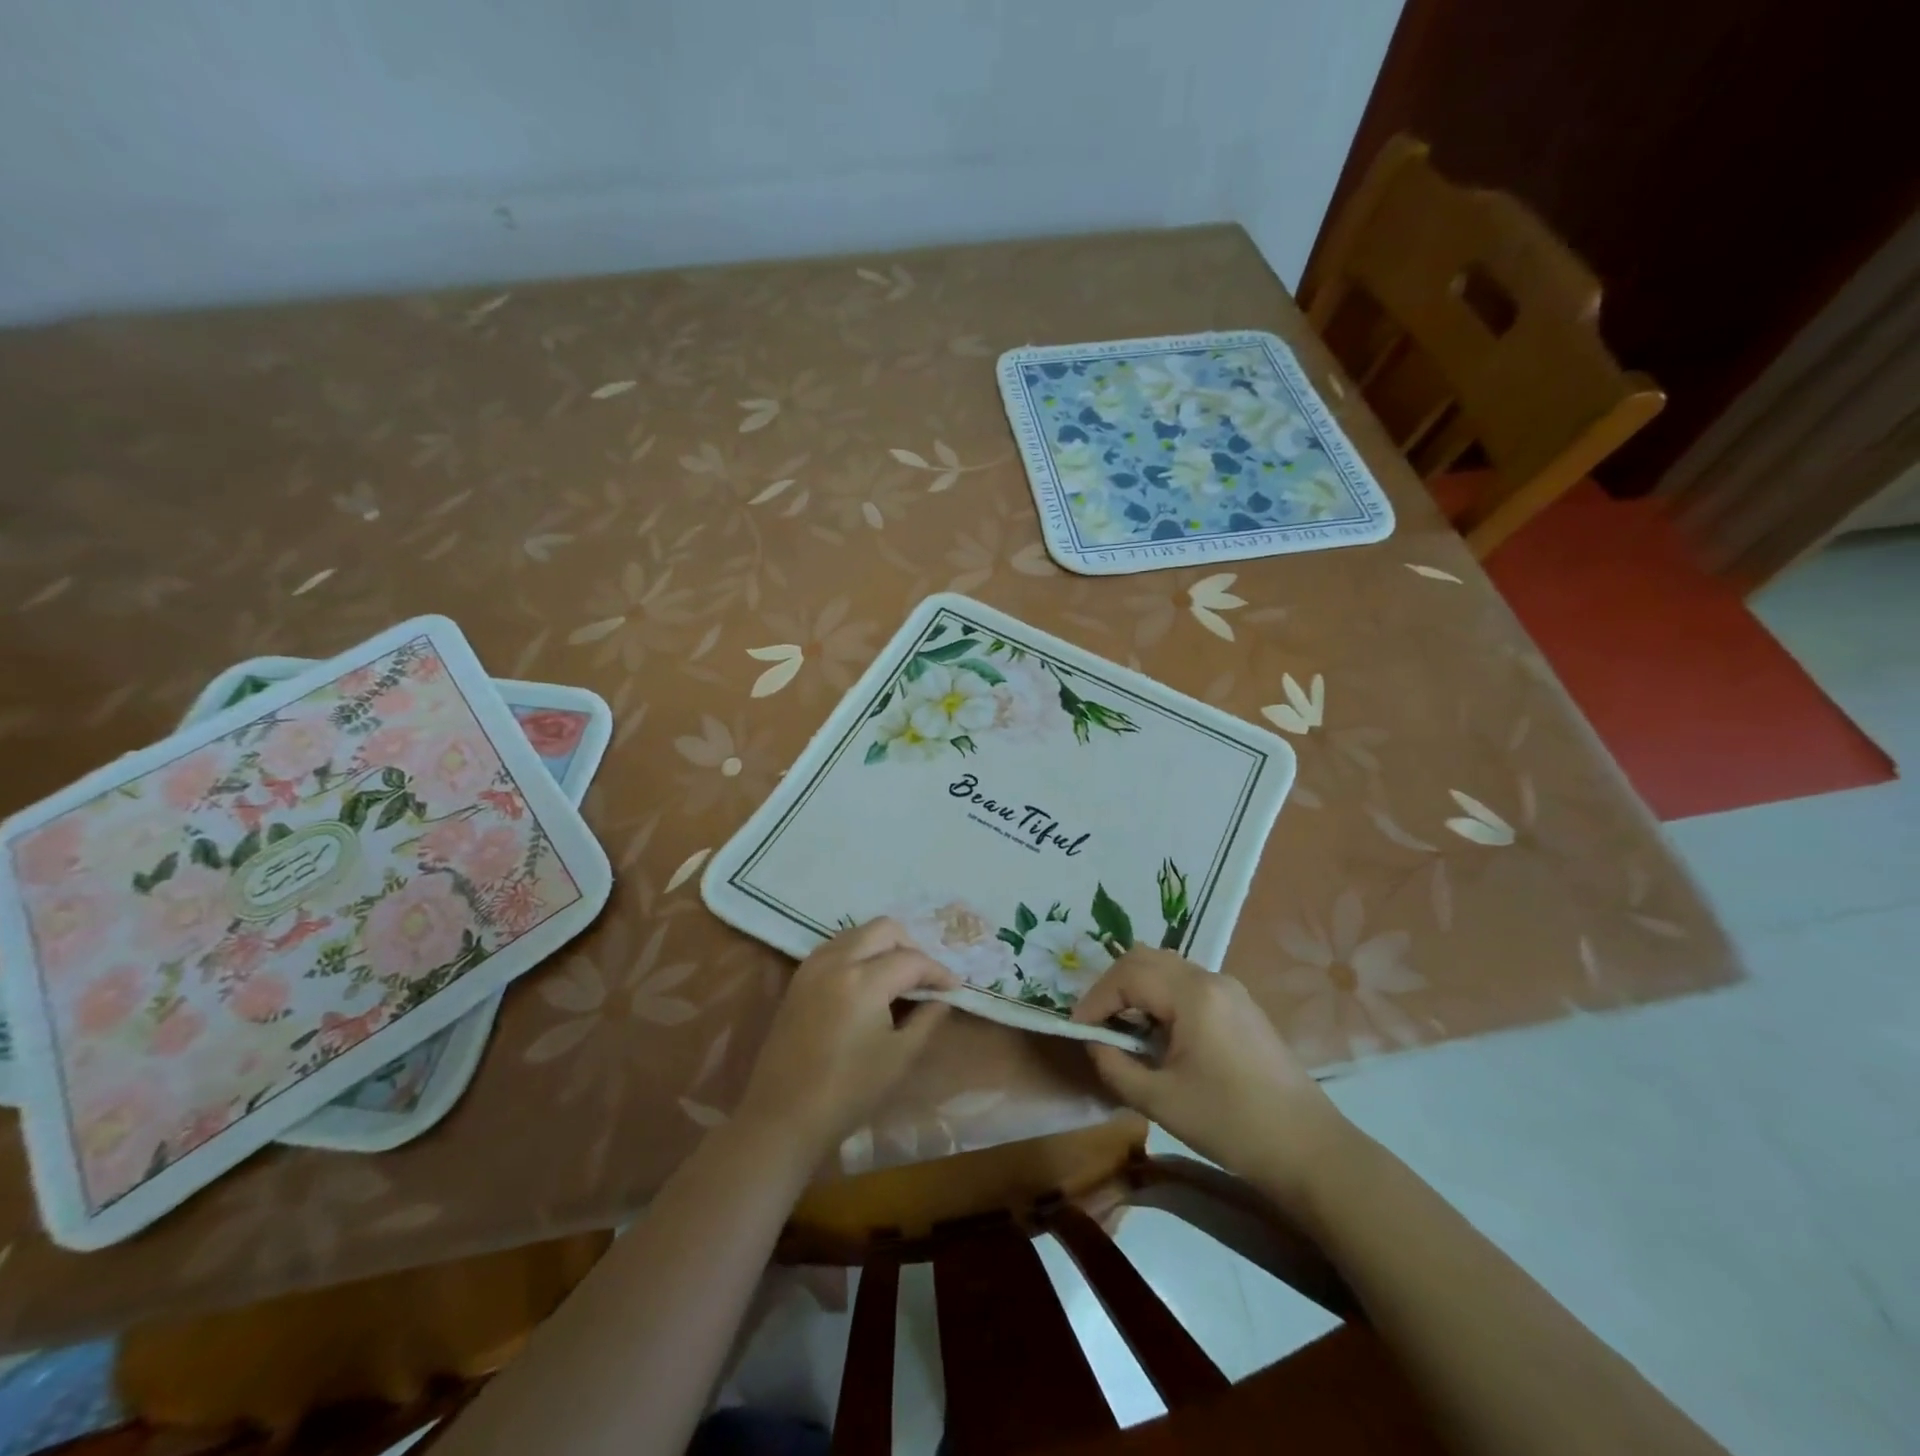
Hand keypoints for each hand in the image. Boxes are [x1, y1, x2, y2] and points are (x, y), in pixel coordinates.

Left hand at [736, 918, 957, 1159]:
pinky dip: (858, 952)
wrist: (784, 1117)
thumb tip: (941, 999)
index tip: (954, 988)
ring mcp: (813, 966)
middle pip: (884, 929)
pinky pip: (836, 947)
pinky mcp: (799, 979)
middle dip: (911, 946)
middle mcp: (837, 961)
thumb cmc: (849, 1092)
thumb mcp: (899, 1057)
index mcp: (864, 980)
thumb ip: (926, 1020)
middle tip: (925, 977)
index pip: (912, 960)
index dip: (938, 972)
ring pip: (857, 933)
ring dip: (883, 945)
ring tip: (899, 976)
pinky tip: (867, 980)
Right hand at [1072, 948, 1348, 1209]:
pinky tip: (1158, 1033)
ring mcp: (1230, 989)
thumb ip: (1115, 1066)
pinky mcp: (1241, 1006)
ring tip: (1122, 1028)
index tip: (1078, 1031)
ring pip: (1167, 967)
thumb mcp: (1160, 1100)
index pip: (1127, 975)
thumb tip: (1094, 1044)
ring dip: (1137, 988)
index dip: (1095, 1000)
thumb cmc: (1230, 1124)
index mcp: (1192, 994)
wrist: (1309, 1150)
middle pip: (1146, 958)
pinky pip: (1188, 983)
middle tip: (1096, 1023)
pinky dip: (1162, 996)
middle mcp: (1211, 978)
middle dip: (1113, 986)